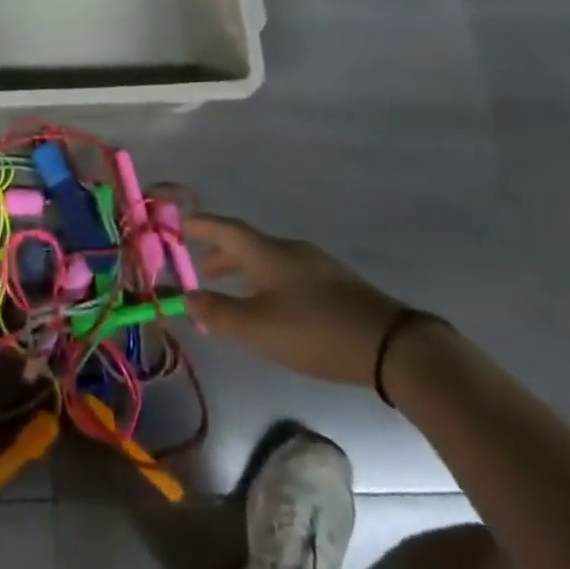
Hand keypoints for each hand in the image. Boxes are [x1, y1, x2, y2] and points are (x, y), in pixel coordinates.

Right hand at [185, 213, 409, 388]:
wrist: (390, 345)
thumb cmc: (315, 331)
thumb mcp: (259, 327)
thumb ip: (219, 312)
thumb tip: (185, 297)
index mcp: (267, 253)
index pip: (225, 229)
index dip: (200, 225)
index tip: (179, 223)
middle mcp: (289, 250)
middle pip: (246, 244)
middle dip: (220, 255)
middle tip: (200, 269)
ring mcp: (315, 265)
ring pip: (268, 260)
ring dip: (244, 271)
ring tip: (231, 291)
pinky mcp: (335, 285)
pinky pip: (287, 273)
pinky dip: (266, 282)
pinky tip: (271, 306)